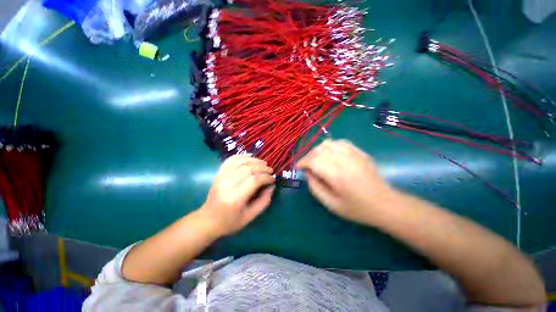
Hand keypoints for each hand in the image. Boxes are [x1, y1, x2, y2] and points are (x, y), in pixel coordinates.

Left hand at [200, 155, 275, 235]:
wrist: (208, 220)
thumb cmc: (230, 221)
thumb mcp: (250, 216)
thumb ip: (264, 201)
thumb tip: (272, 186)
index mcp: (235, 197)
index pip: (254, 180)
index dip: (266, 178)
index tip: (273, 179)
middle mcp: (227, 184)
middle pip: (248, 168)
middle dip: (262, 168)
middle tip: (270, 171)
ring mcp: (221, 177)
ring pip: (241, 162)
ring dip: (255, 160)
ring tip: (263, 163)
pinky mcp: (219, 173)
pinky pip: (231, 160)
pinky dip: (242, 156)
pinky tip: (250, 157)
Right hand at [296, 139, 393, 224]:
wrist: (386, 204)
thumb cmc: (357, 208)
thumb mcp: (331, 204)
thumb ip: (315, 187)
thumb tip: (307, 173)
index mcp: (336, 175)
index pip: (313, 160)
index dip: (302, 162)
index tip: (298, 168)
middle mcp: (344, 160)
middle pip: (319, 150)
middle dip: (308, 156)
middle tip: (307, 166)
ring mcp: (353, 154)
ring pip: (328, 143)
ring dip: (318, 150)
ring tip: (317, 160)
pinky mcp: (360, 152)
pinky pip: (340, 142)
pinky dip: (330, 146)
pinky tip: (330, 154)